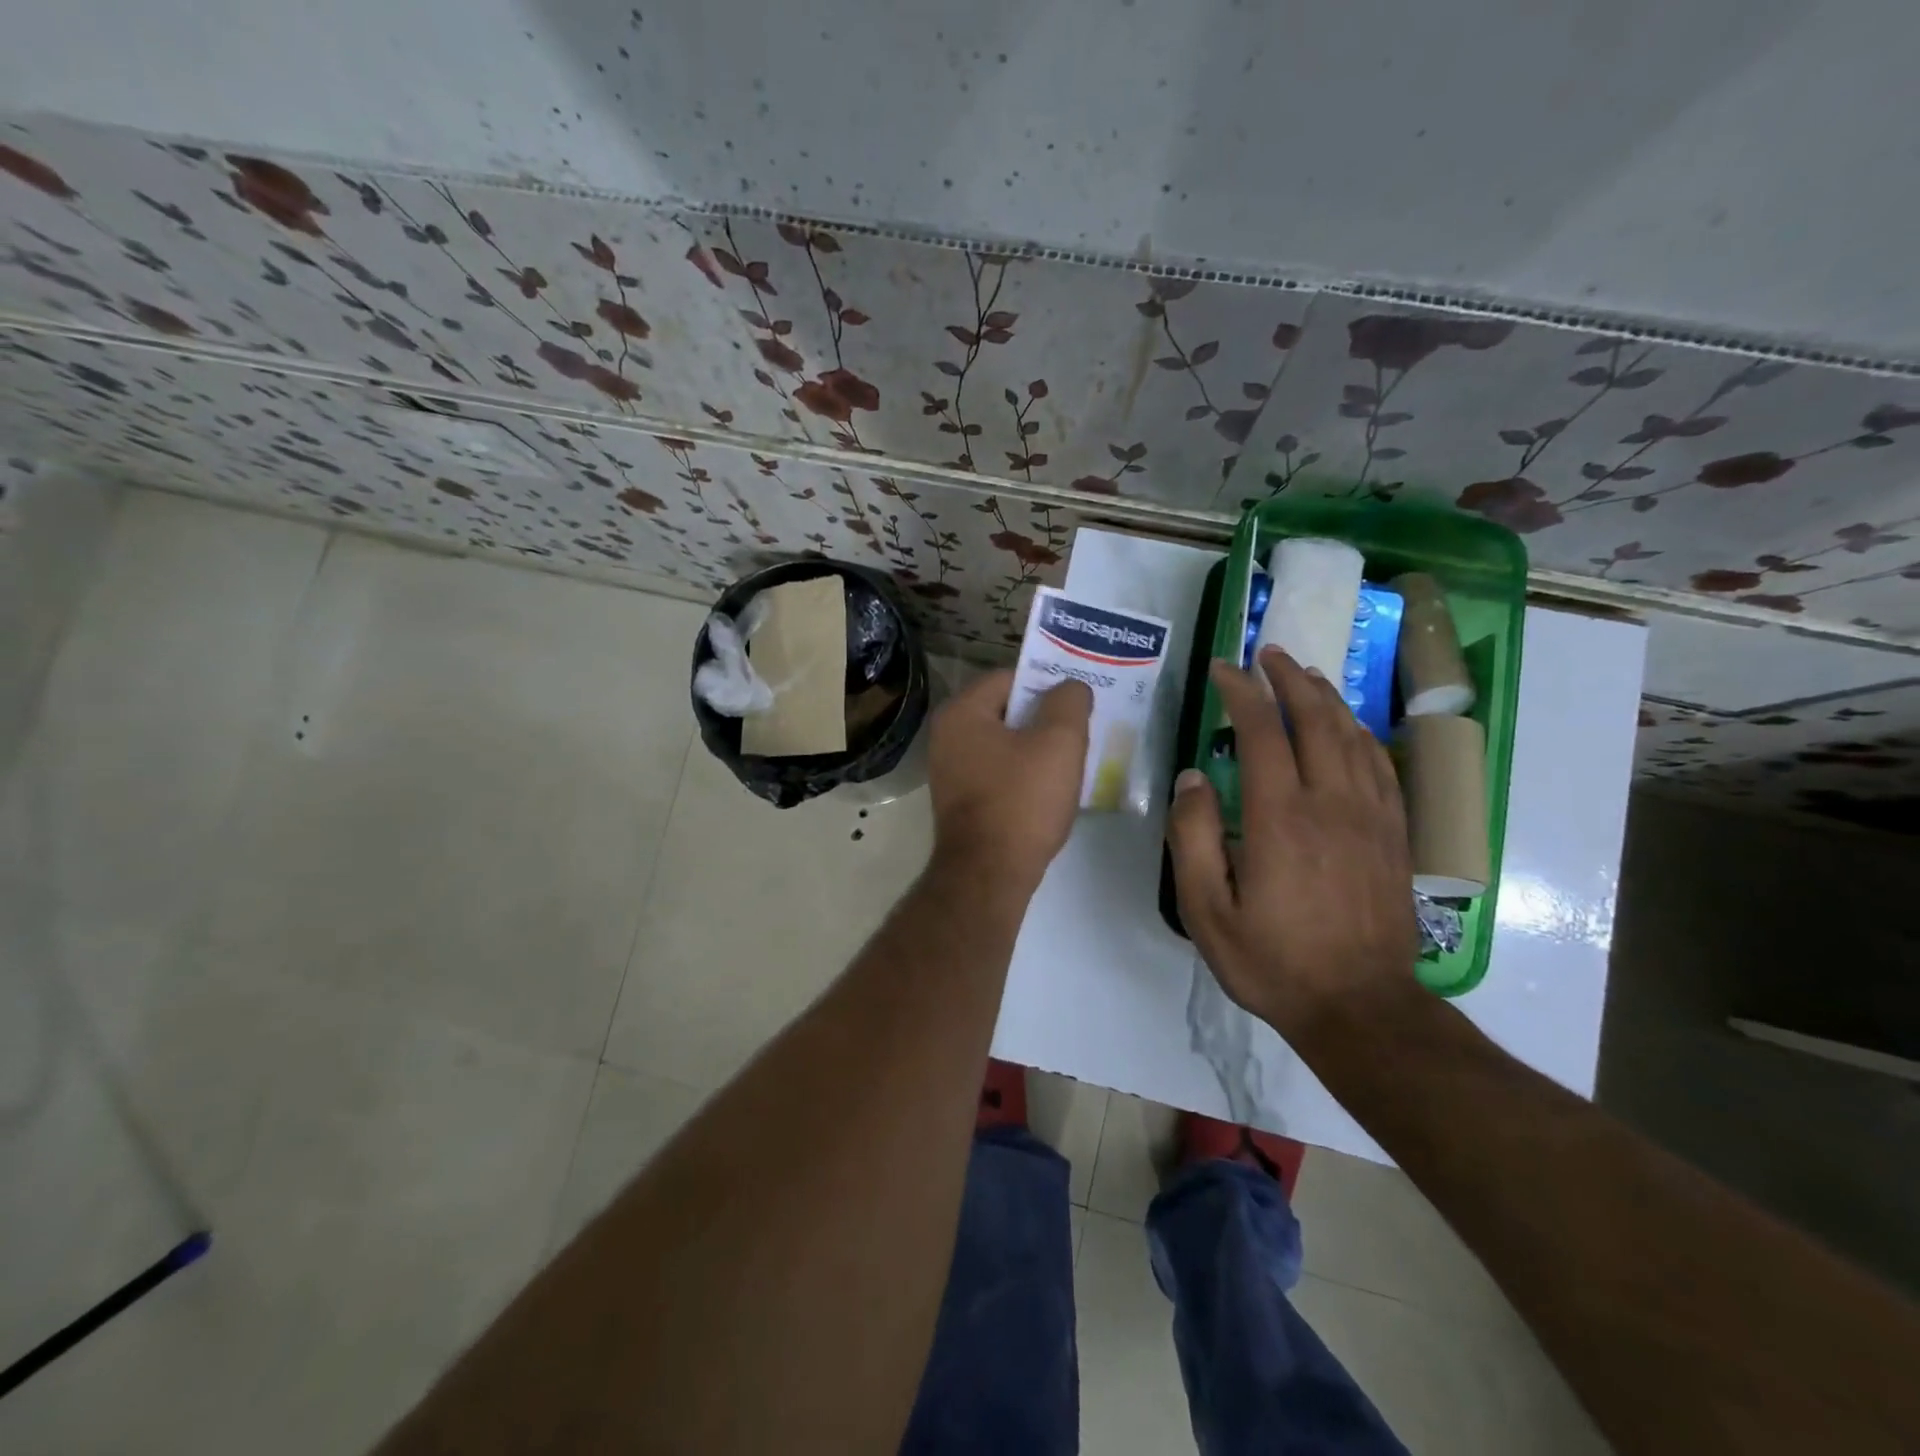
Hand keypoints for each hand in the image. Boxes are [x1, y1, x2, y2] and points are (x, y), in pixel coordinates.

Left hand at [927, 670, 1090, 891]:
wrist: (989, 874)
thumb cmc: (1022, 800)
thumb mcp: (1059, 742)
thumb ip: (1068, 702)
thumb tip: (1070, 687)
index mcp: (962, 712)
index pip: (1010, 678)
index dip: (1047, 685)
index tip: (1078, 702)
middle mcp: (946, 736)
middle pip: (1006, 711)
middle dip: (1044, 719)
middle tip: (1080, 731)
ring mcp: (950, 771)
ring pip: (1004, 745)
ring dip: (1037, 749)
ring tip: (1072, 762)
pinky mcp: (960, 801)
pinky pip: (998, 773)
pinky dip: (1023, 775)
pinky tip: (1049, 791)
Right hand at [1167, 646, 1416, 1037]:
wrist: (1361, 1007)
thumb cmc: (1273, 961)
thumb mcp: (1206, 911)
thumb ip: (1192, 838)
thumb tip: (1192, 778)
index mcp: (1279, 818)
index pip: (1262, 731)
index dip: (1241, 692)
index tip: (1223, 669)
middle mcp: (1330, 803)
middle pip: (1314, 719)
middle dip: (1288, 678)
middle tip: (1267, 653)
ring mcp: (1370, 816)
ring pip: (1351, 735)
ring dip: (1326, 696)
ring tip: (1304, 673)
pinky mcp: (1394, 834)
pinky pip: (1381, 765)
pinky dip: (1361, 733)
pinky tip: (1350, 726)